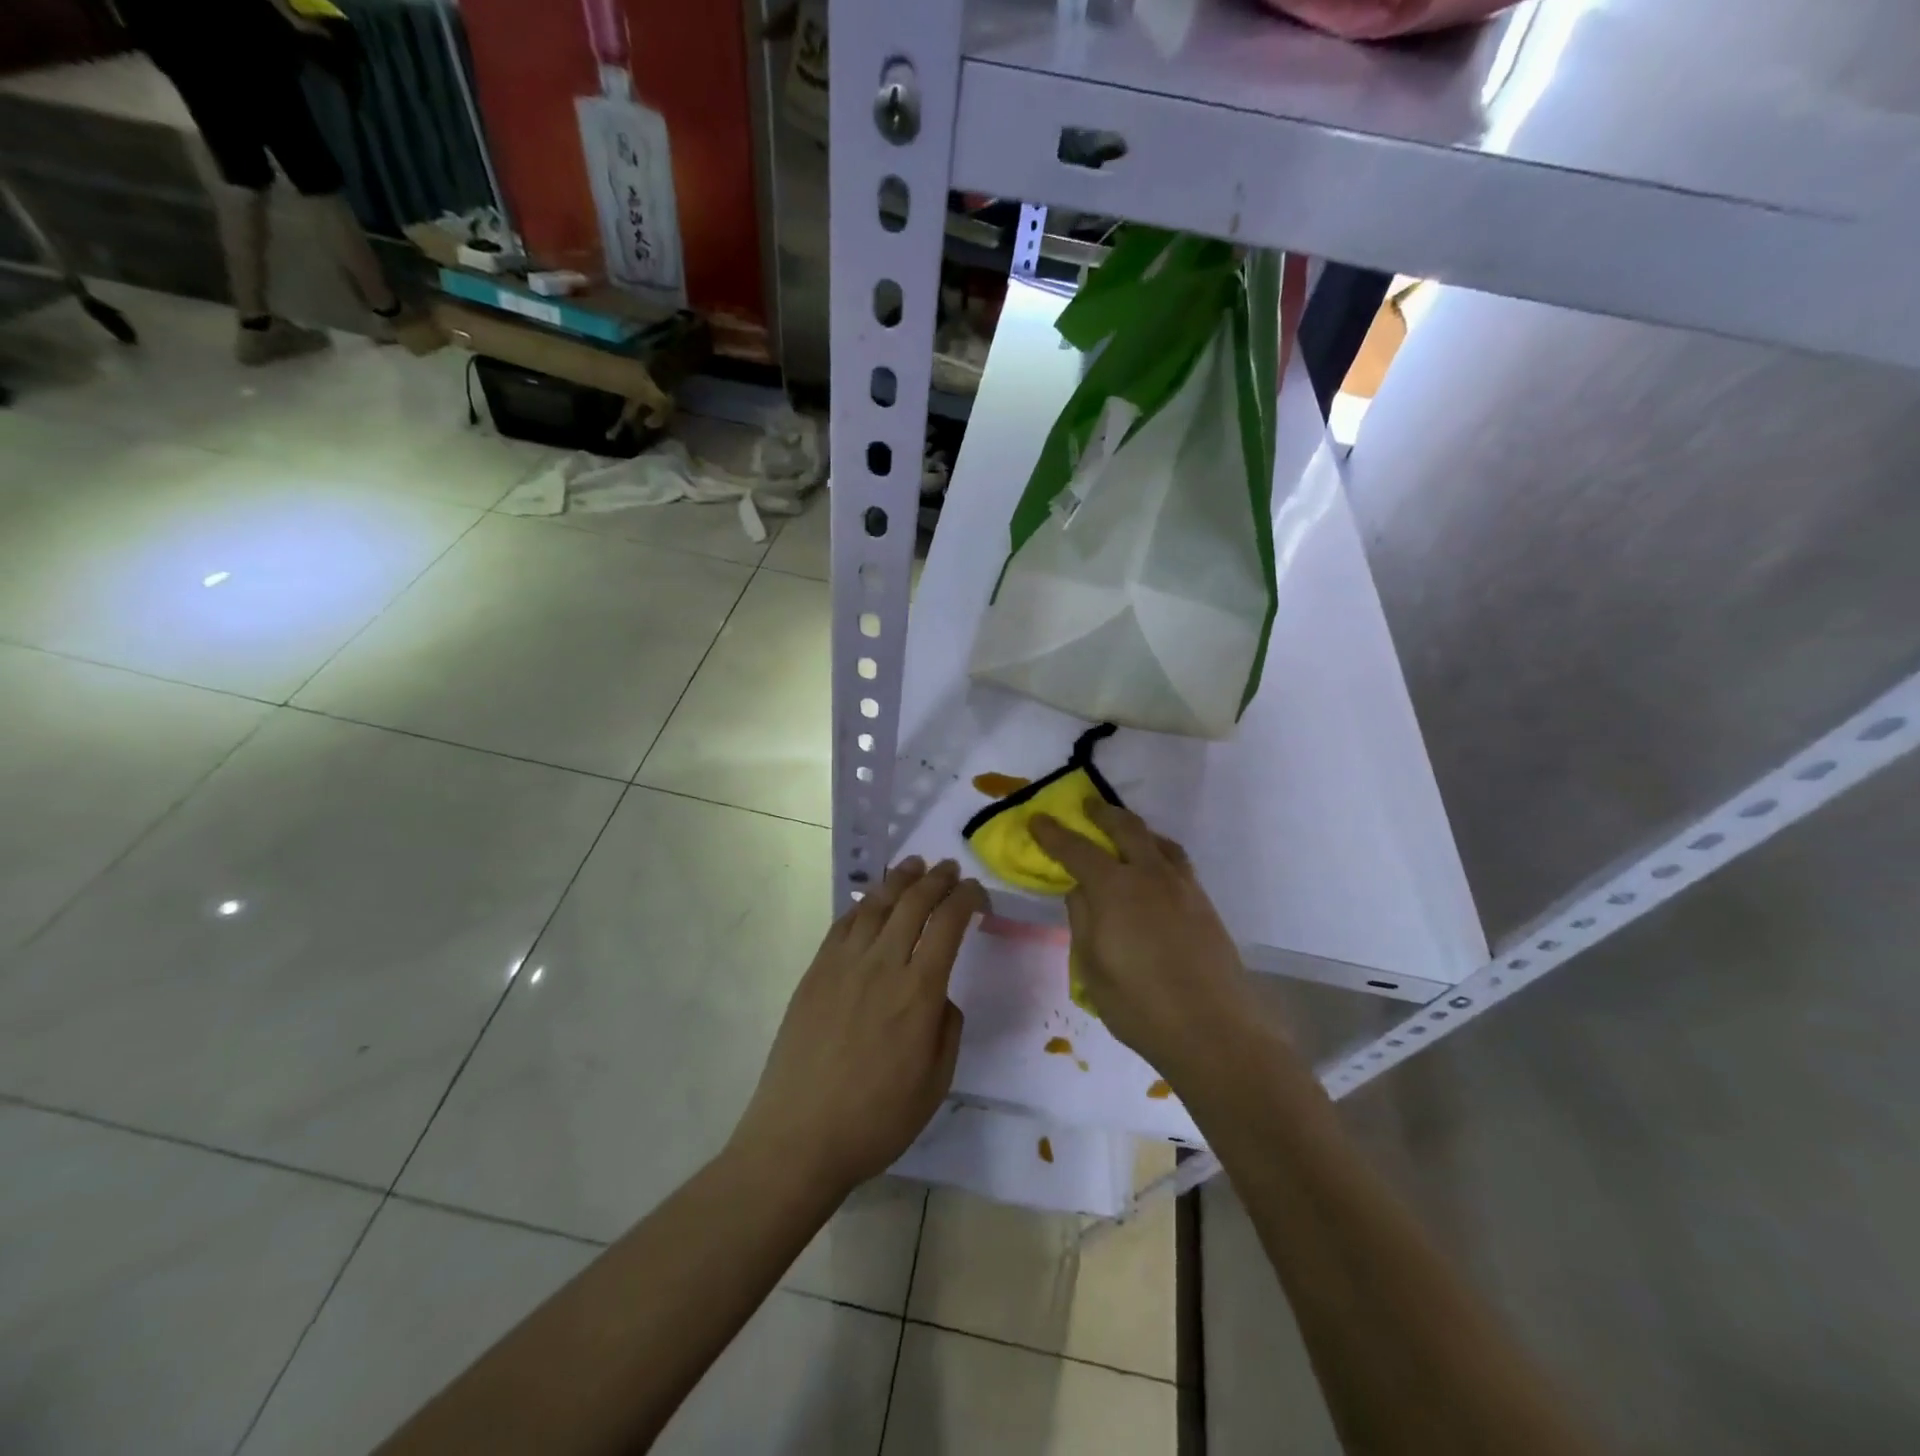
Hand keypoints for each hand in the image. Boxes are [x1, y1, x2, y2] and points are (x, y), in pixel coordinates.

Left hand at [731, 857, 986, 1198]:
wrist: (799, 1137)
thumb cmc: (876, 1119)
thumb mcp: (935, 1083)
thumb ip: (947, 1028)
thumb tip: (939, 995)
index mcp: (919, 992)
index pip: (949, 924)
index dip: (967, 899)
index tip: (977, 893)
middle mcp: (882, 965)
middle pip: (913, 903)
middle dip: (937, 879)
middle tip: (950, 868)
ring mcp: (843, 964)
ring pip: (876, 904)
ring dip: (900, 879)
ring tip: (914, 865)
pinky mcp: (815, 972)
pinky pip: (843, 924)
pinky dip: (863, 904)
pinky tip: (872, 901)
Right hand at [1031, 801, 1257, 1083]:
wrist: (1214, 1030)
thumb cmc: (1140, 1004)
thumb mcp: (1092, 966)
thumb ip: (1082, 919)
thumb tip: (1079, 889)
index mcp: (1115, 888)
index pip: (1076, 849)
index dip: (1054, 833)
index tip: (1037, 819)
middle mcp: (1150, 875)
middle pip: (1126, 828)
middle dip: (1102, 813)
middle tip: (1087, 805)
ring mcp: (1183, 887)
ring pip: (1158, 841)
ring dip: (1136, 828)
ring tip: (1124, 832)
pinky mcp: (1204, 904)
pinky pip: (1176, 861)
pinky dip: (1158, 851)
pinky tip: (1154, 869)